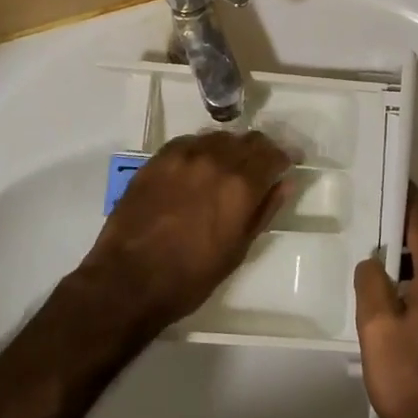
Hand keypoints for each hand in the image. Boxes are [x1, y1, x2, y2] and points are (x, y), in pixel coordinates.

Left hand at [76, 130, 291, 333]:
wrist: (129, 279)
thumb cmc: (190, 276)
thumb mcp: (238, 250)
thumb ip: (264, 210)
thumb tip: (284, 183)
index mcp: (240, 185)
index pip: (272, 154)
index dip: (285, 157)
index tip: (289, 163)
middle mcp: (215, 160)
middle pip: (248, 140)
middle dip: (260, 150)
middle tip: (262, 166)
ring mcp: (184, 155)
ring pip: (219, 138)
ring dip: (231, 148)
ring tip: (229, 167)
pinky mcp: (158, 158)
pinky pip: (190, 142)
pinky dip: (202, 150)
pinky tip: (198, 167)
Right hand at [354, 187, 417, 417]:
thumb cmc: (410, 379)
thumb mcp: (376, 328)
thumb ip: (371, 282)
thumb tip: (373, 261)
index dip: (404, 196)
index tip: (386, 176)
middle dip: (402, 223)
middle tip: (369, 212)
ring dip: (408, 253)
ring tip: (376, 250)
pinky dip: (417, 276)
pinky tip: (394, 291)